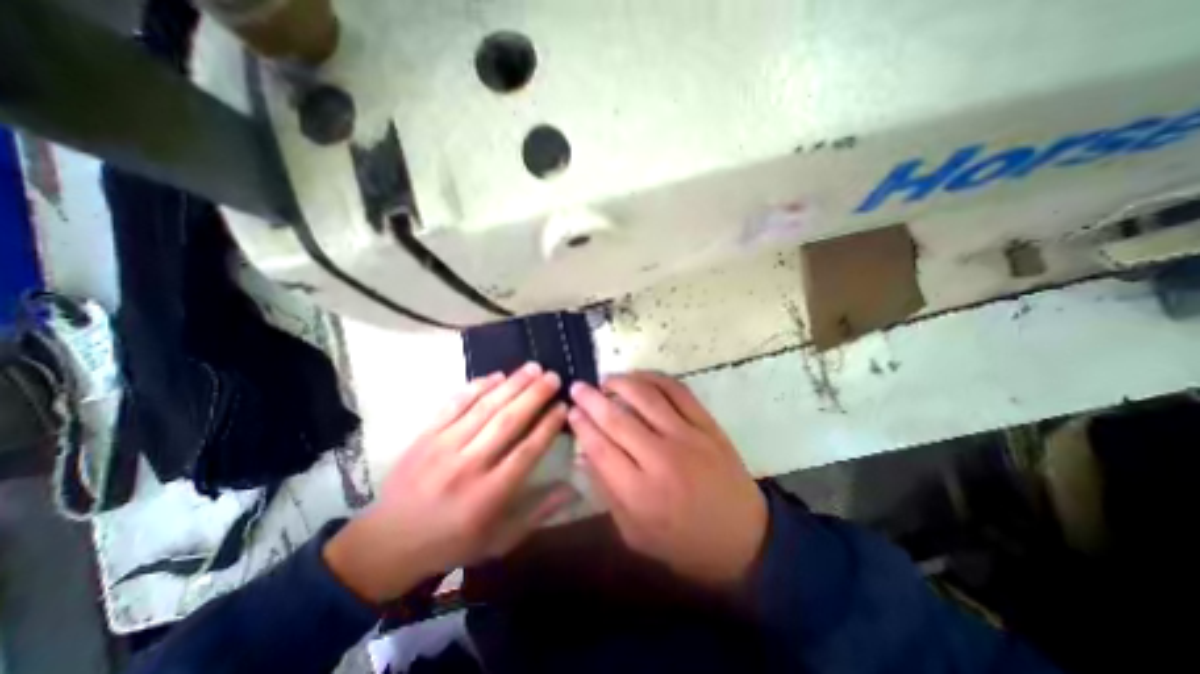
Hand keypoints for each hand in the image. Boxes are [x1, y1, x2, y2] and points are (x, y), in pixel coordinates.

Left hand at [323, 366, 576, 603]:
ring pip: (485, 408)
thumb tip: (573, 487)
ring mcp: (442, 447)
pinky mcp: (424, 436)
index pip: (527, 451)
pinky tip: (496, 376)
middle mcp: (468, 466)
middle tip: (553, 376)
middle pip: (508, 422)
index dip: (548, 425)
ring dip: (512, 384)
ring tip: (533, 368)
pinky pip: (453, 404)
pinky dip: (476, 387)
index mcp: (489, 495)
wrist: (387, 543)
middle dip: (535, 396)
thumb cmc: (452, 542)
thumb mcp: (500, 539)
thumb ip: (538, 512)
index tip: (563, 406)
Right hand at [565, 371, 768, 587]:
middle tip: (577, 387)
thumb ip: (606, 491)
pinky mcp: (708, 425)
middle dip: (591, 399)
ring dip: (621, 383)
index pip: (600, 448)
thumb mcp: (634, 533)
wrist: (744, 538)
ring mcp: (688, 437)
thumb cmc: (683, 542)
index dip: (582, 425)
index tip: (571, 411)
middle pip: (618, 419)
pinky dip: (655, 378)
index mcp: (640, 493)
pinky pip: (678, 391)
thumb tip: (585, 451)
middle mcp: (662, 459)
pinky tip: (640, 377)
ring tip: (606, 380)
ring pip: (647, 397)